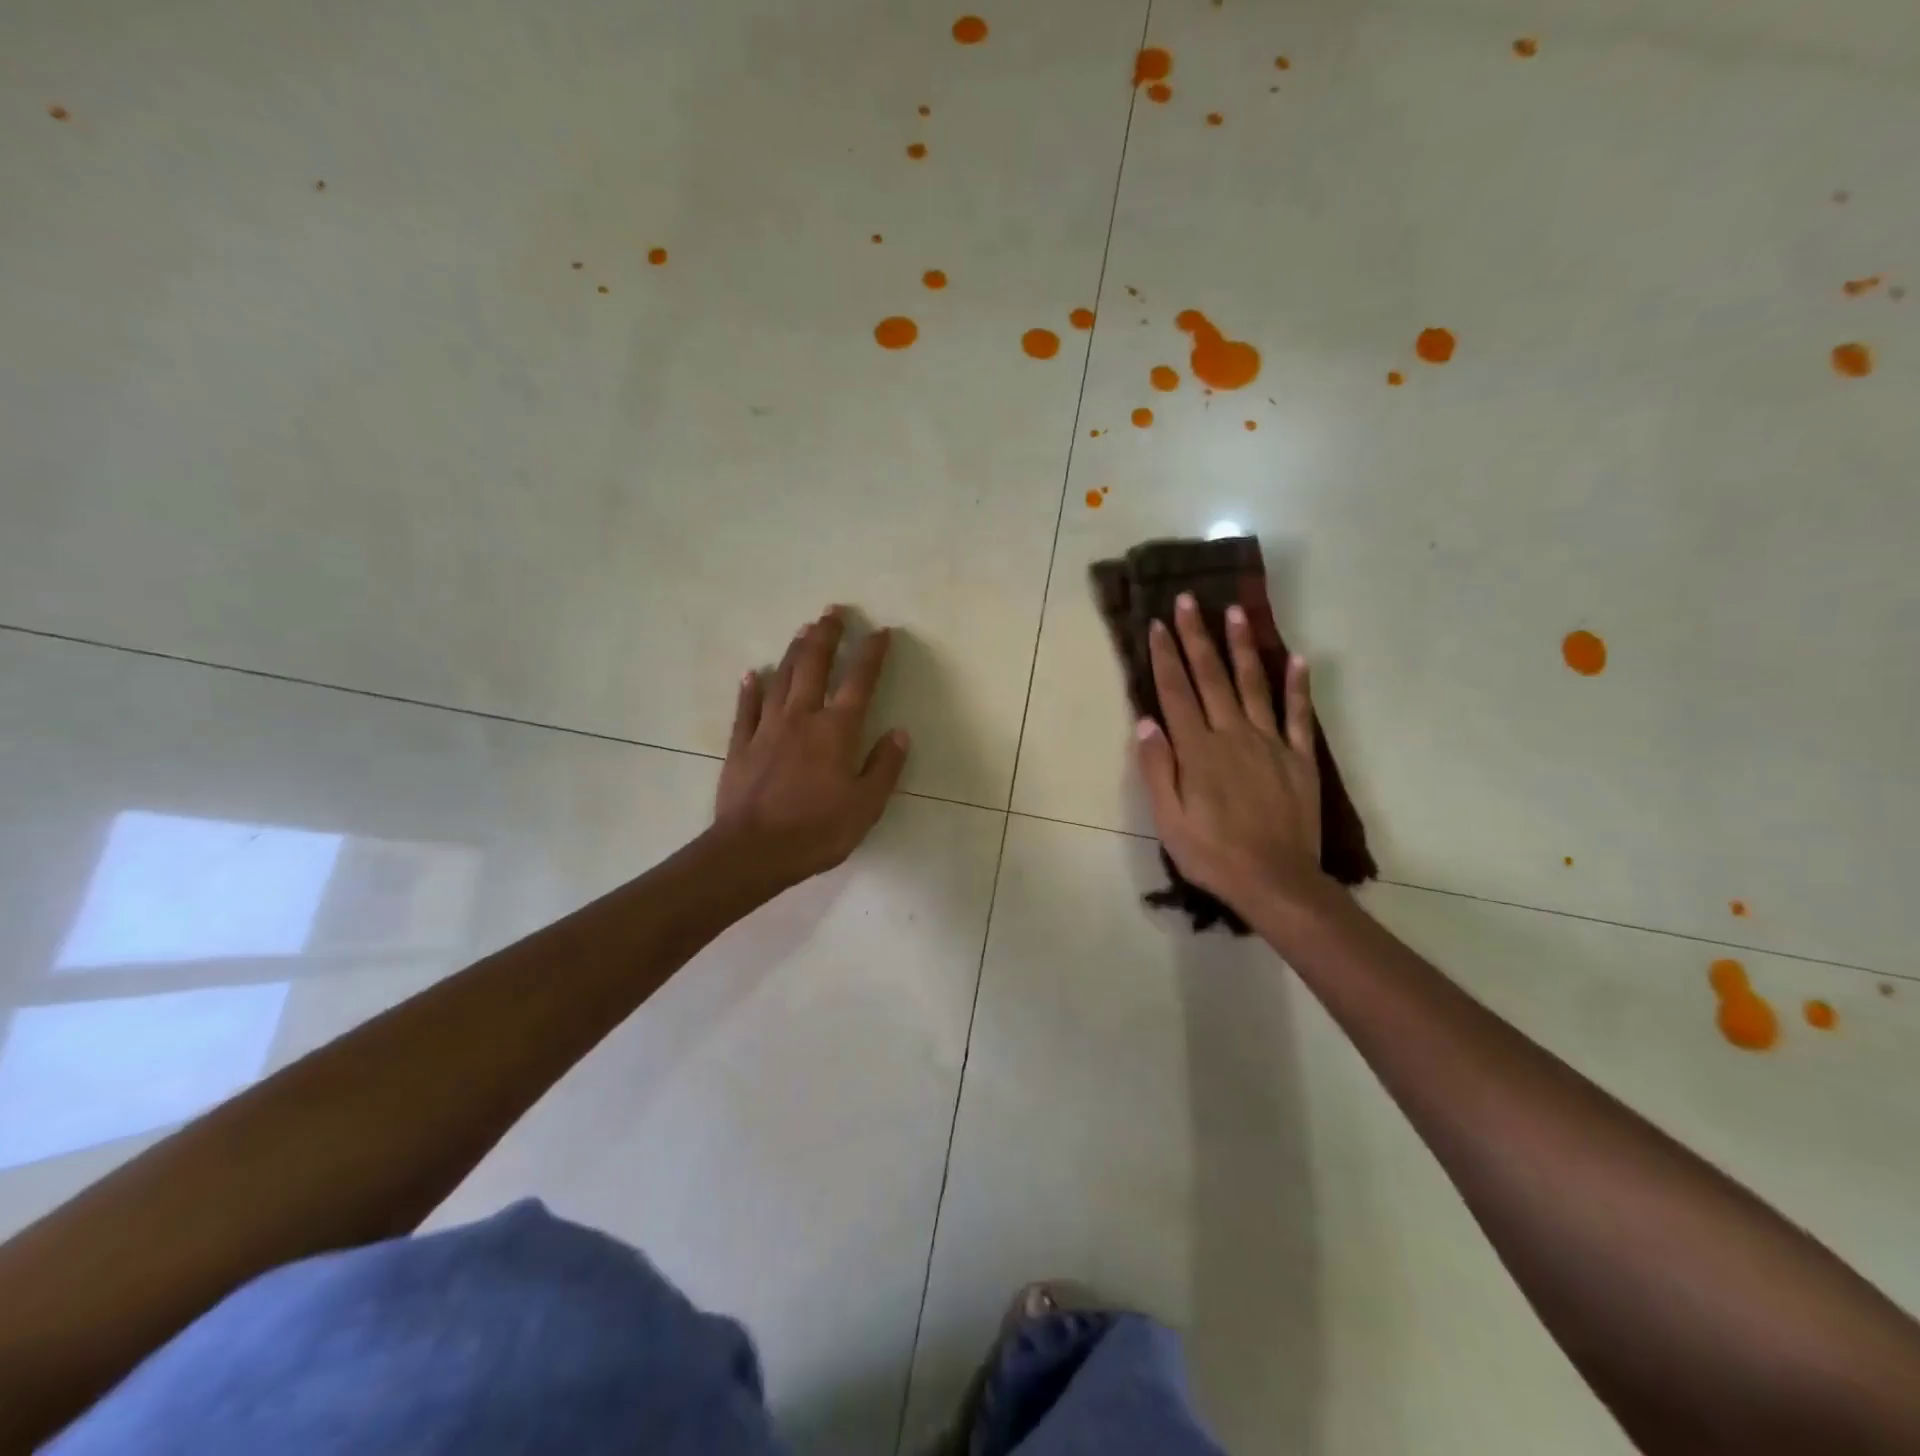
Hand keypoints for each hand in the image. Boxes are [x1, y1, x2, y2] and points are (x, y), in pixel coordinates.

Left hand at [713, 607, 910, 887]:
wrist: (753, 852)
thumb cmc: (817, 831)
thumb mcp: (866, 806)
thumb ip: (884, 767)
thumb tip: (900, 733)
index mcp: (836, 731)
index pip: (860, 682)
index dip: (871, 654)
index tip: (880, 631)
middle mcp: (802, 718)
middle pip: (814, 665)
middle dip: (826, 635)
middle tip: (833, 611)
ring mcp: (766, 729)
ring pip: (781, 678)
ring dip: (794, 651)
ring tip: (803, 629)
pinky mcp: (740, 746)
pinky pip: (745, 709)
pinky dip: (750, 689)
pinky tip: (752, 673)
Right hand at [1134, 593, 1326, 913]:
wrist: (1275, 881)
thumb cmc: (1211, 853)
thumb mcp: (1168, 818)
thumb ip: (1158, 767)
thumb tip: (1147, 721)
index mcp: (1198, 750)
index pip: (1176, 692)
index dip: (1165, 656)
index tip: (1156, 624)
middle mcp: (1233, 735)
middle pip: (1211, 677)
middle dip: (1197, 636)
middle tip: (1189, 601)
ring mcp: (1270, 743)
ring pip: (1254, 684)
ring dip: (1243, 647)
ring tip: (1236, 612)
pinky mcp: (1299, 758)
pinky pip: (1298, 715)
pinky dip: (1298, 686)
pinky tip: (1298, 659)